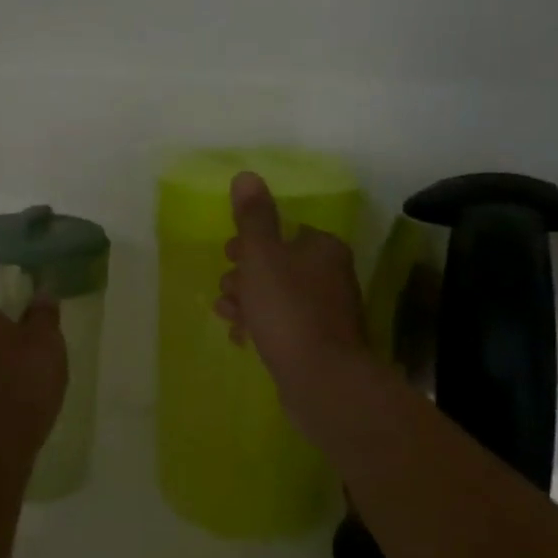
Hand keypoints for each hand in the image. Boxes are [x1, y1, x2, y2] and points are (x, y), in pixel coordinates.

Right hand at [214, 171, 372, 439]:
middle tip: (226, 288)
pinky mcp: (320, 345)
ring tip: (226, 314)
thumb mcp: (262, 256)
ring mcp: (328, 313)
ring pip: (278, 297)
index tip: (229, 255)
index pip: (285, 233)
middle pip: (279, 265)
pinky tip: (241, 338)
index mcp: (322, 249)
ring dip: (248, 302)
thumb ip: (253, 217)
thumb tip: (247, 176)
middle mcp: (331, 276)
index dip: (252, 242)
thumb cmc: (288, 309)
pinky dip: (261, 327)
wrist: (322, 381)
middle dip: (245, 275)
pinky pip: (283, 326)